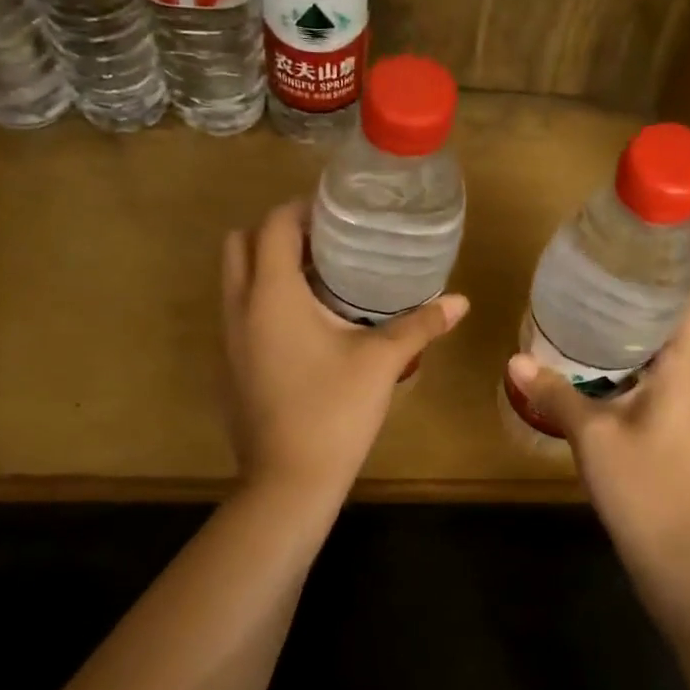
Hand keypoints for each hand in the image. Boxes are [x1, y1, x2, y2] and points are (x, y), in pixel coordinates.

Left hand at [221, 200, 468, 497]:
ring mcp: (227, 338)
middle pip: (241, 243)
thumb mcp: (381, 362)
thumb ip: (420, 324)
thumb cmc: (334, 411)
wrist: (288, 481)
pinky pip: (239, 311)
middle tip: (325, 244)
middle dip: (278, 233)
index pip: (274, 224)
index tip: (337, 214)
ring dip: (268, 266)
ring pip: (235, 279)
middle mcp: (239, 307)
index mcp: (271, 294)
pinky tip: (306, 325)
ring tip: (319, 279)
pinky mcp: (230, 365)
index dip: (303, 209)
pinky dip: (263, 299)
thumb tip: (461, 302)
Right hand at [507, 289, 689, 566]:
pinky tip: (594, 366)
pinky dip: (629, 362)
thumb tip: (516, 359)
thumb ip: (554, 393)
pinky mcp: (671, 425)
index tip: (637, 259)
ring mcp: (683, 405)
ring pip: (666, 352)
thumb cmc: (639, 484)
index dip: (675, 278)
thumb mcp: (590, 435)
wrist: (670, 548)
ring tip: (592, 314)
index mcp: (683, 372)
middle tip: (600, 282)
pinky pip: (655, 377)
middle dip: (644, 300)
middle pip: (679, 324)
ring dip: (634, 332)